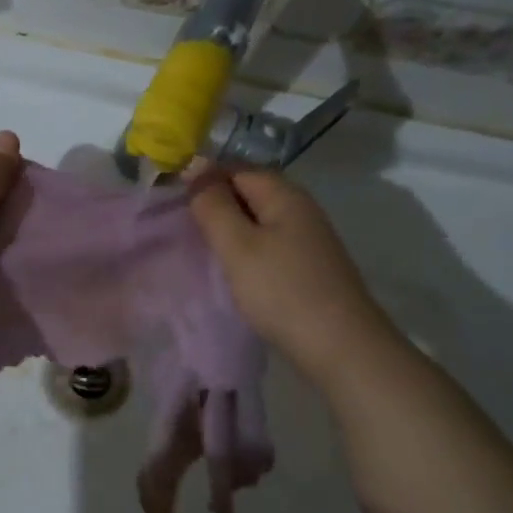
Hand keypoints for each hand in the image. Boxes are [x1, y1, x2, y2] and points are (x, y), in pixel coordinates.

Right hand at [190, 169, 383, 361]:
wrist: (340, 346)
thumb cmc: (281, 290)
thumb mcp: (237, 245)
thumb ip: (213, 205)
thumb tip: (194, 166)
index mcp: (285, 195)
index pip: (236, 169)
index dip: (204, 180)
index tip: (172, 206)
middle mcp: (301, 209)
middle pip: (249, 193)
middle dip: (215, 206)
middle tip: (182, 231)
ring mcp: (308, 239)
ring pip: (258, 221)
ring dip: (230, 231)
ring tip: (202, 252)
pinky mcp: (309, 266)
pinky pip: (269, 245)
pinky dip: (246, 252)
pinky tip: (233, 272)